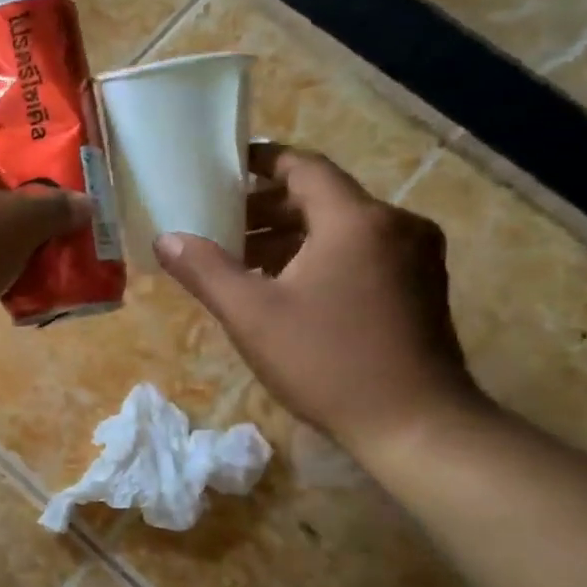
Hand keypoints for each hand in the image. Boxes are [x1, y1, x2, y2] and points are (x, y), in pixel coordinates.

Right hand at [154, 144, 486, 460]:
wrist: (416, 425)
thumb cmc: (327, 361)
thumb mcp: (251, 315)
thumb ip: (205, 270)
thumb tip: (166, 239)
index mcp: (356, 220)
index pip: (304, 167)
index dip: (262, 161)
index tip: (225, 166)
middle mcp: (394, 224)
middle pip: (322, 197)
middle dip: (268, 207)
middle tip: (220, 223)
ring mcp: (415, 256)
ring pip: (342, 227)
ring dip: (292, 235)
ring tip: (243, 260)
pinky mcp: (421, 286)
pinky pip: (362, 251)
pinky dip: (320, 255)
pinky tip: (287, 287)